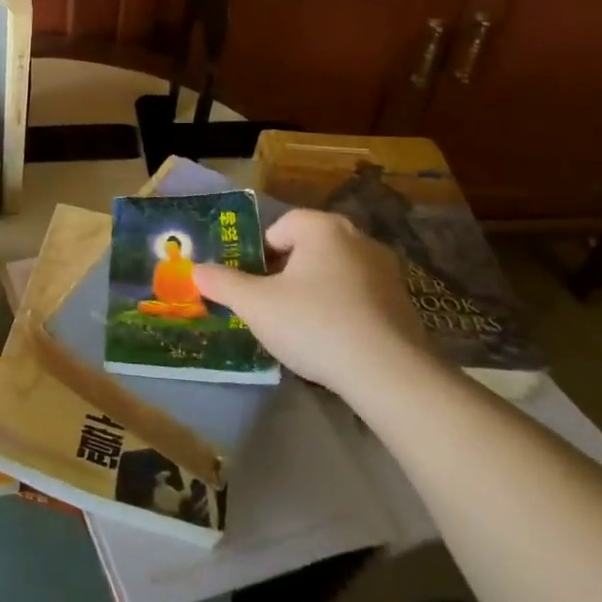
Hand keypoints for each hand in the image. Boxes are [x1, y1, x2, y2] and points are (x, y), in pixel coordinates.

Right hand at [192, 209, 435, 397]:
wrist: (390, 375)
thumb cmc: (315, 325)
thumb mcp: (255, 305)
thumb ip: (223, 283)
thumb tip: (197, 270)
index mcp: (322, 228)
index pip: (280, 227)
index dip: (259, 254)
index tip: (253, 285)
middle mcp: (358, 238)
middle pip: (308, 248)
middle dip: (287, 273)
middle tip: (271, 305)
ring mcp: (387, 271)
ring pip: (335, 272)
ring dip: (315, 291)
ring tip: (301, 327)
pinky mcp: (404, 303)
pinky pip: (360, 297)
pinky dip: (343, 310)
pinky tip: (334, 342)